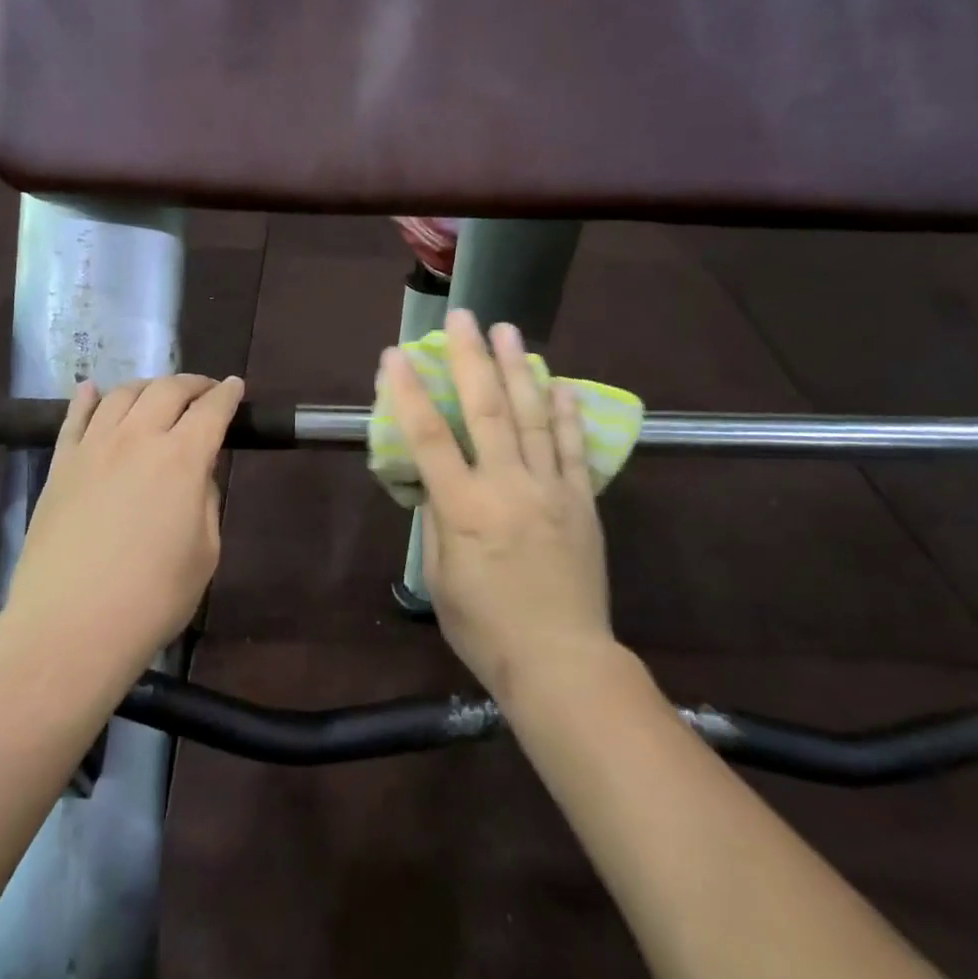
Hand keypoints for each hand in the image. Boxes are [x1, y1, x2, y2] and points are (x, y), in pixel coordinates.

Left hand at [3, 374, 244, 671]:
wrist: (70, 626)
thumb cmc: (152, 597)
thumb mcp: (205, 552)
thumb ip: (205, 500)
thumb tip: (195, 473)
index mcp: (183, 458)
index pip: (211, 410)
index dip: (227, 394)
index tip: (235, 386)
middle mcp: (138, 439)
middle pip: (167, 390)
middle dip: (192, 384)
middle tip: (204, 391)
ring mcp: (93, 448)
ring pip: (122, 395)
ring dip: (147, 386)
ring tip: (157, 394)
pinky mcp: (60, 466)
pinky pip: (74, 419)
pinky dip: (88, 398)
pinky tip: (92, 390)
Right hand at [381, 311, 613, 703]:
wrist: (561, 662)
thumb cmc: (485, 627)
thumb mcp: (439, 577)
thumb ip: (438, 519)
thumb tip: (440, 481)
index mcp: (464, 507)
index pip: (428, 437)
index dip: (408, 392)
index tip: (395, 355)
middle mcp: (508, 486)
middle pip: (487, 409)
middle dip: (471, 358)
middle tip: (464, 316)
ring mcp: (551, 489)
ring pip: (533, 416)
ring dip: (519, 368)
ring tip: (509, 330)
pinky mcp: (582, 501)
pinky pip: (572, 449)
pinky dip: (566, 413)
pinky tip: (560, 383)